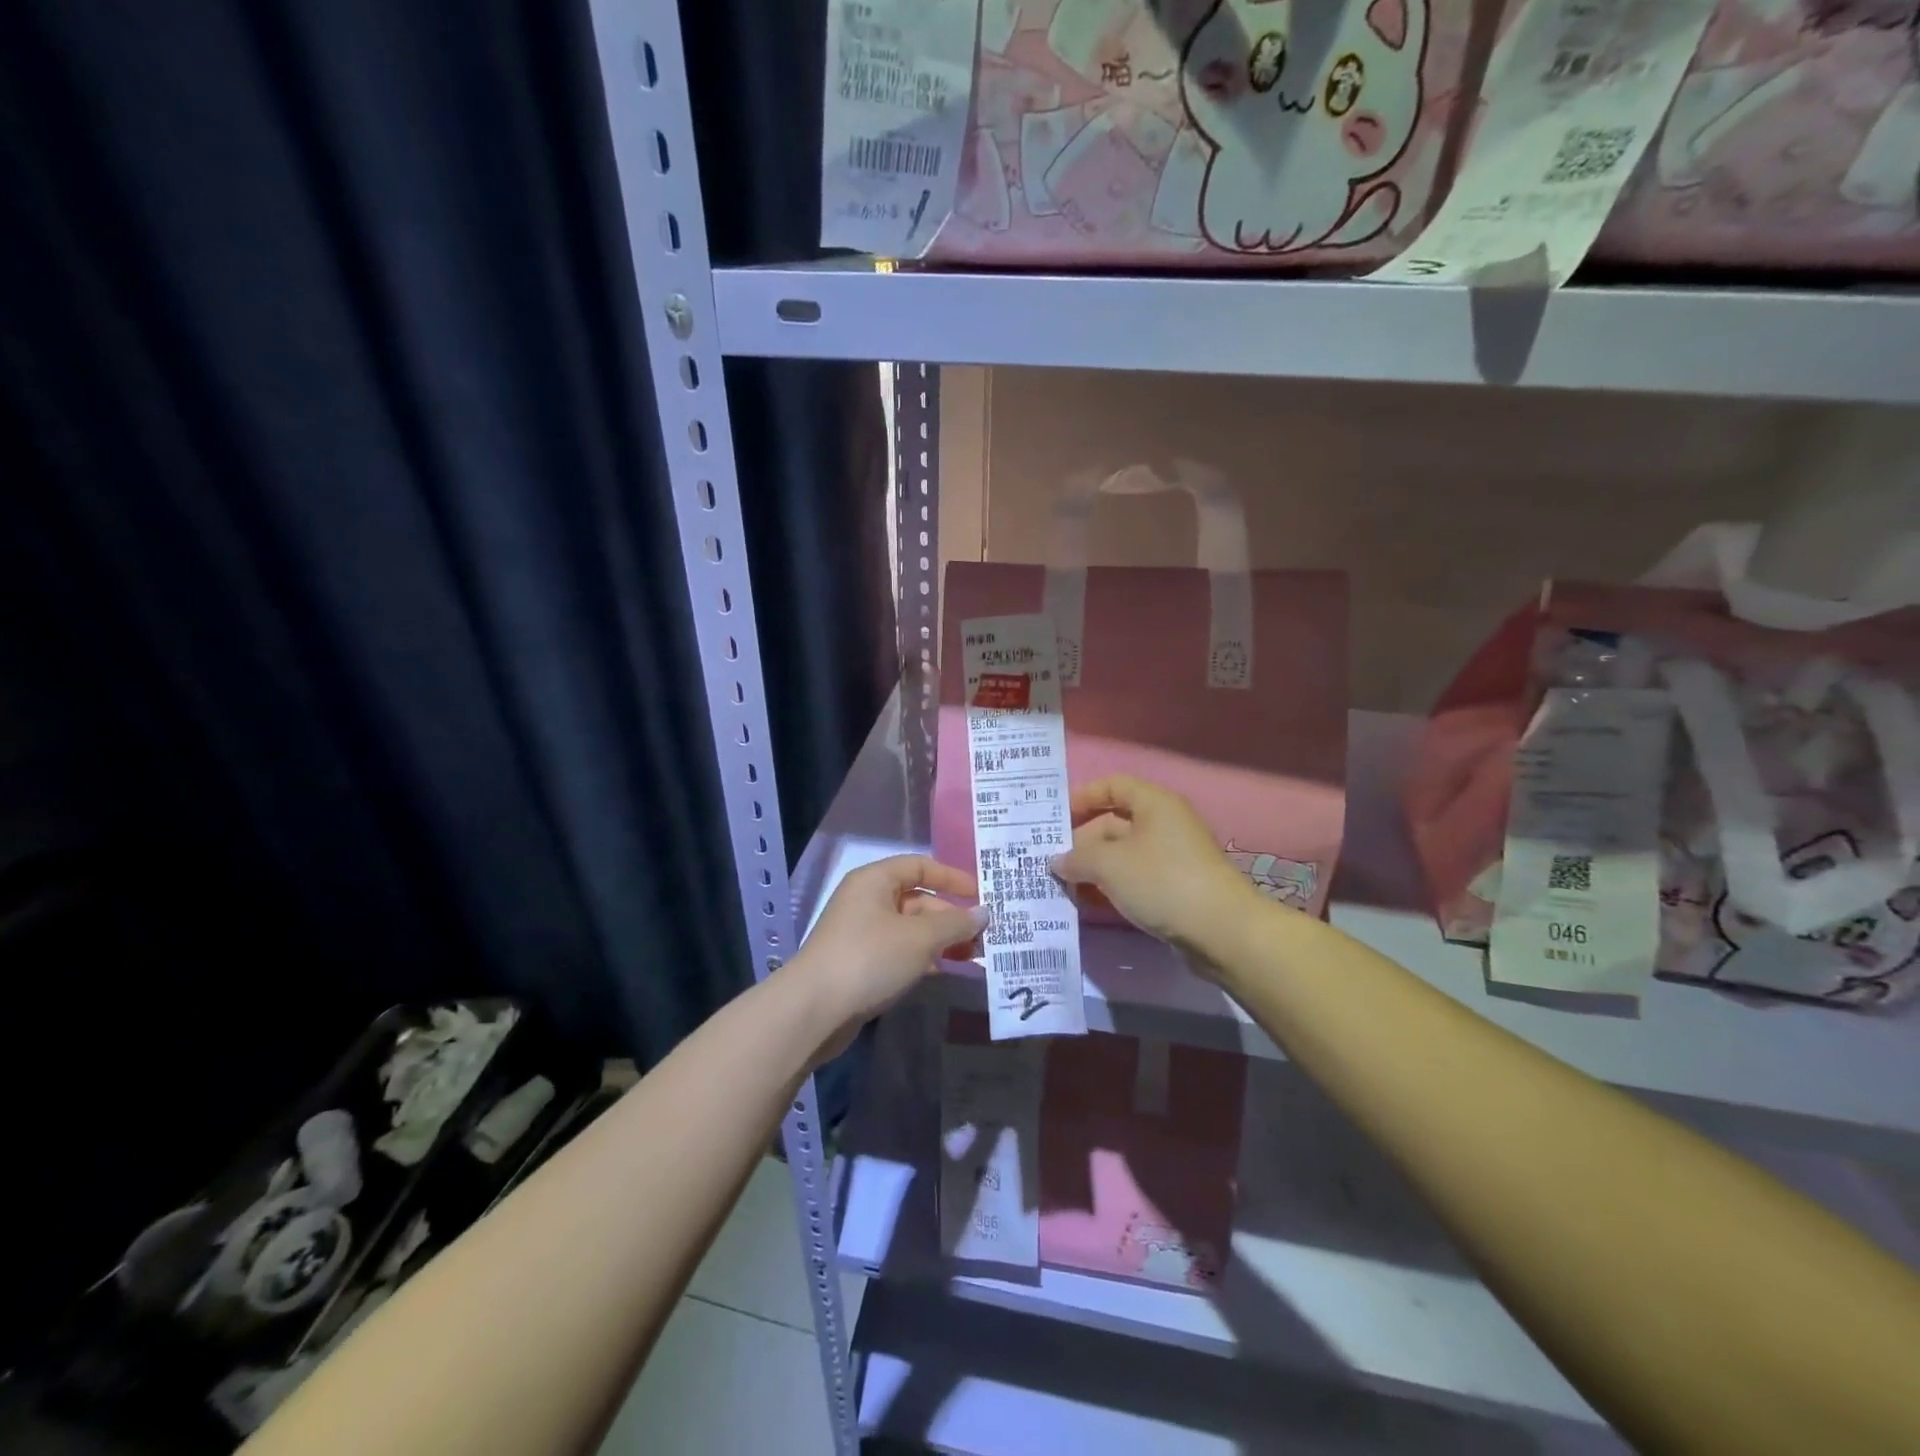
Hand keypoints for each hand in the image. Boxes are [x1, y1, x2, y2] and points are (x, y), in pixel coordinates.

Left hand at [791, 855, 987, 1034]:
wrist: (814, 1010)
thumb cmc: (870, 958)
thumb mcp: (920, 937)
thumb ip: (955, 923)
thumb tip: (983, 913)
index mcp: (875, 880)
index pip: (919, 866)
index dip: (951, 877)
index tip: (980, 895)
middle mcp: (866, 900)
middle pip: (917, 899)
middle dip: (950, 916)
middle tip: (983, 935)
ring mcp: (861, 933)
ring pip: (910, 928)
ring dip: (940, 939)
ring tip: (973, 956)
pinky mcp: (859, 963)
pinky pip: (899, 951)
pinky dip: (923, 957)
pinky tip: (944, 970)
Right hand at [1049, 776, 1258, 962]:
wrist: (1222, 931)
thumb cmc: (1162, 882)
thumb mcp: (1110, 865)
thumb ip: (1077, 858)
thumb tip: (1056, 861)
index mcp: (1154, 804)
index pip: (1112, 786)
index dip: (1083, 797)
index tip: (1055, 819)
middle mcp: (1165, 823)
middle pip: (1114, 821)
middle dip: (1081, 840)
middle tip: (1051, 860)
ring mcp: (1172, 857)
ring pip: (1123, 853)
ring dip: (1093, 866)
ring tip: (1062, 883)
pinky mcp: (1175, 886)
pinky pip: (1135, 876)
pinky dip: (1112, 884)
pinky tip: (1089, 901)